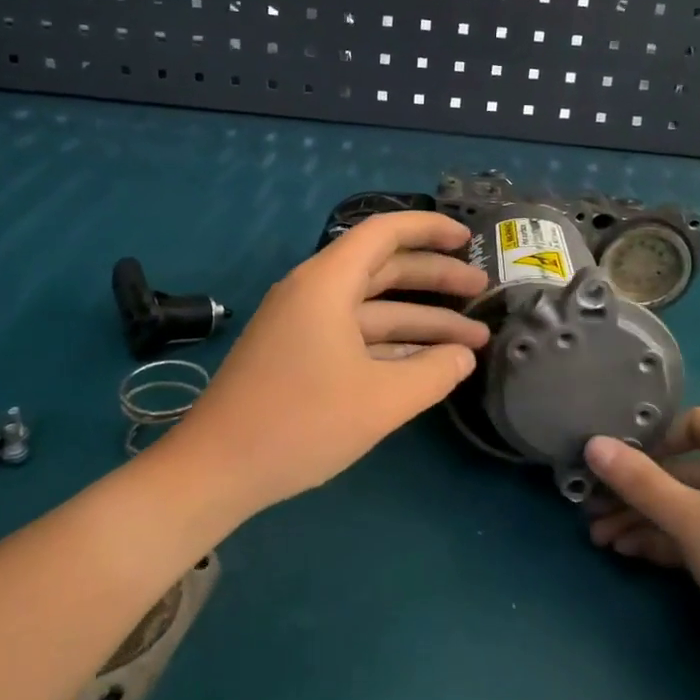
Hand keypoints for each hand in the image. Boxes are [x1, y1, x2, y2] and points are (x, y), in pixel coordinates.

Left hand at [172, 212, 488, 511]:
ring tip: (472, 341)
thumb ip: (433, 373)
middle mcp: (313, 293)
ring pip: (373, 309)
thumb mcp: (381, 400)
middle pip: (383, 270)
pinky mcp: (298, 355)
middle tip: (482, 292)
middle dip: (435, 280)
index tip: (469, 241)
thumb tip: (463, 357)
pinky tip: (428, 365)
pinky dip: (392, 345)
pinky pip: (355, 336)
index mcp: (327, 284)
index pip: (384, 233)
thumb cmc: (301, 423)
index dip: (430, 230)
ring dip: (420, 321)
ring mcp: (303, 325)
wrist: (216, 469)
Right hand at [585, 409, 699, 694]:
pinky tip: (630, 552)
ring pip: (689, 505)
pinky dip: (669, 539)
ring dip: (645, 519)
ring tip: (600, 538)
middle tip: (592, 509)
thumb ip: (639, 482)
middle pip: (684, 469)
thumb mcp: (692, 521)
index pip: (695, 422)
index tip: (619, 462)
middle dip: (636, 490)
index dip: (655, 438)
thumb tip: (593, 444)